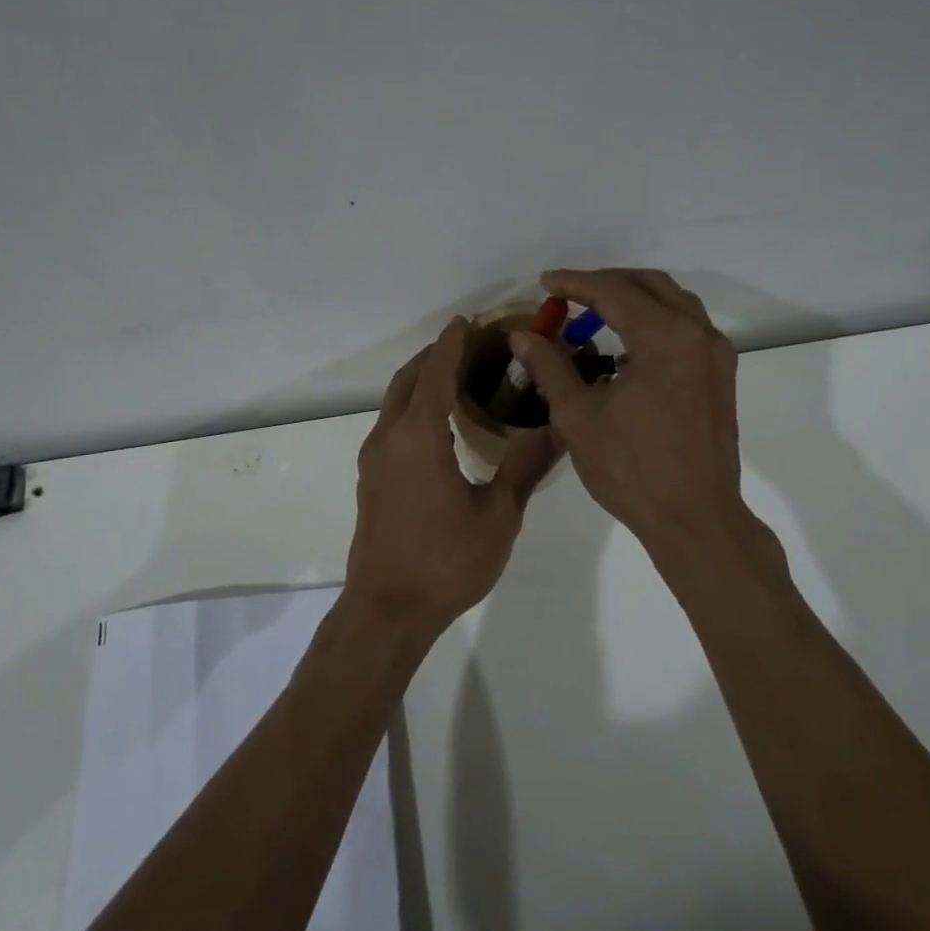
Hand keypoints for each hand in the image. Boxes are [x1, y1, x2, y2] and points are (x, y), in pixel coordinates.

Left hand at [345, 317, 558, 638]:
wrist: (387, 609)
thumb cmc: (446, 561)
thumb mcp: (498, 516)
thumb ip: (525, 467)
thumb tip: (558, 428)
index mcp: (419, 437)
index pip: (436, 374)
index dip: (452, 344)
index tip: (468, 321)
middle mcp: (389, 437)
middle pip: (408, 380)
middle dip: (435, 356)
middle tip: (470, 345)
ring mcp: (374, 459)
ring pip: (395, 401)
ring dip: (421, 381)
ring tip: (458, 377)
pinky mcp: (371, 479)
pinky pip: (391, 424)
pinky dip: (413, 406)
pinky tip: (439, 424)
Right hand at [512, 269, 746, 553]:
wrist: (695, 519)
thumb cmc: (631, 469)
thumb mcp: (577, 416)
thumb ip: (550, 366)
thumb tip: (523, 336)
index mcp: (665, 338)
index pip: (614, 291)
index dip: (574, 283)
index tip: (545, 283)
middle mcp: (698, 335)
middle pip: (649, 286)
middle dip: (606, 283)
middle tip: (568, 294)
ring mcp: (716, 355)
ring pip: (673, 303)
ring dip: (633, 299)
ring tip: (594, 312)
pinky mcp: (721, 376)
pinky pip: (686, 329)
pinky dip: (654, 322)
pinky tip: (627, 347)